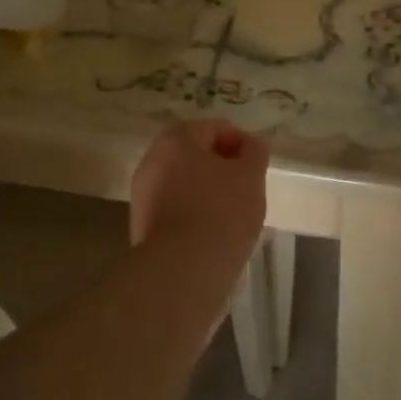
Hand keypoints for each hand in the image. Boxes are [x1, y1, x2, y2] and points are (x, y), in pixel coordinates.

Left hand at [130, 120, 269, 263]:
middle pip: (196, 155)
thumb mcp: (250, 176)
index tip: (258, 167)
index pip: (216, 129)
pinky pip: (175, 208)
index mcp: (176, 138)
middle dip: (223, 168)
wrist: (181, 270)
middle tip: (247, 189)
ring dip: (208, 191)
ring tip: (233, 214)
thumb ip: (254, 152)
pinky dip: (194, 212)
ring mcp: (143, 192)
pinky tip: (213, 232)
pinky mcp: (142, 223)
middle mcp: (152, 158)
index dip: (242, 144)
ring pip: (185, 182)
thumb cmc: (221, 212)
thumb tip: (251, 145)